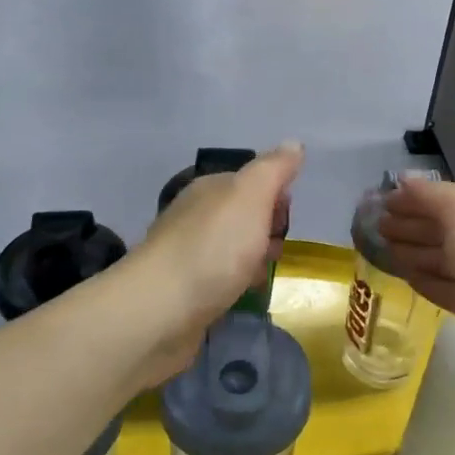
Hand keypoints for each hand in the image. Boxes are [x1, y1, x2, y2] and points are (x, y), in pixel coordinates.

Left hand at [121, 144, 303, 387]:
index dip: (276, 198)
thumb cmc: (213, 248)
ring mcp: (187, 254)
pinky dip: (236, 284)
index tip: (286, 220)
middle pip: (244, 216)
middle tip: (274, 250)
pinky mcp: (184, 290)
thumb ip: (273, 169)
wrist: (161, 310)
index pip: (252, 182)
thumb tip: (293, 144)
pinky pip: (221, 279)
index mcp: (210, 189)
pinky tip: (243, 296)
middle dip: (267, 231)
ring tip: (261, 276)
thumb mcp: (251, 196)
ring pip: (233, 249)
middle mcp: (195, 216)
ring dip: (253, 260)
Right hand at [378, 177, 454, 385]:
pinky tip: (406, 277)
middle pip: (442, 227)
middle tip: (374, 226)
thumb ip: (431, 196)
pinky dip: (426, 281)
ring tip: (382, 249)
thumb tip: (403, 179)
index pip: (443, 198)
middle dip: (409, 224)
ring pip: (443, 259)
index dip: (411, 199)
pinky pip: (447, 289)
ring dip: (414, 252)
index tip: (378, 202)